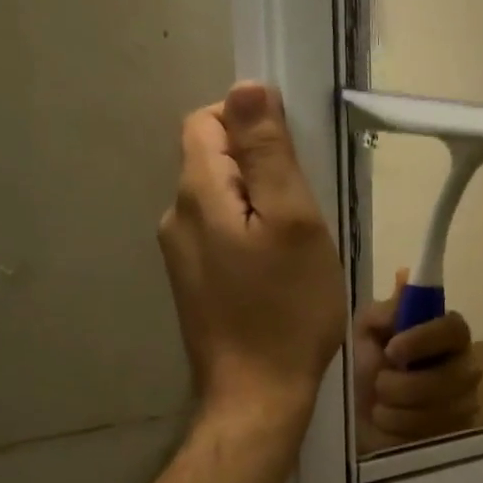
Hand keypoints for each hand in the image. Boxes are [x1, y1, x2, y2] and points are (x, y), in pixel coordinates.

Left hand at [158, 83, 346, 424]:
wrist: (257, 395)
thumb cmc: (287, 308)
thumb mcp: (293, 222)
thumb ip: (268, 153)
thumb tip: (246, 87)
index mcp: (198, 194)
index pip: (208, 121)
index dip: (250, 122)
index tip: (294, 156)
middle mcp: (176, 217)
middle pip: (213, 159)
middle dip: (259, 166)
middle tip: (306, 207)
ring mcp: (181, 254)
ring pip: (221, 199)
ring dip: (258, 203)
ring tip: (298, 241)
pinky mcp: (194, 282)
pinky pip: (221, 234)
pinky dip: (250, 234)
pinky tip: (279, 268)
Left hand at [352, 271, 481, 449]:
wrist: (354, 424)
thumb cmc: (364, 372)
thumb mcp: (365, 334)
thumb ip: (385, 311)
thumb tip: (405, 276)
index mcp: (445, 337)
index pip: (455, 328)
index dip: (425, 338)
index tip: (393, 349)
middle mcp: (464, 368)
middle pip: (450, 376)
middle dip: (403, 385)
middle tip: (380, 385)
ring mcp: (465, 404)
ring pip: (439, 409)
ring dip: (396, 408)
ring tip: (381, 407)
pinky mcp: (458, 436)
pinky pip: (433, 434)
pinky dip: (401, 429)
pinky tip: (390, 425)